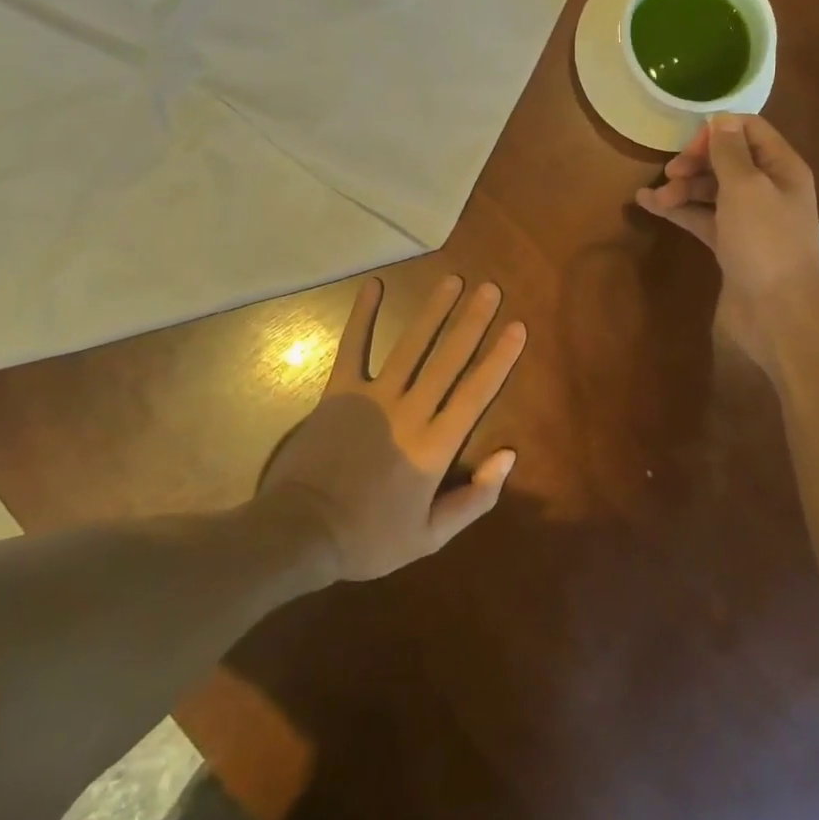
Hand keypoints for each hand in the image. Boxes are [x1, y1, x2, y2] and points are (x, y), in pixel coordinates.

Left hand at [258, 275, 524, 580]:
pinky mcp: (340, 391)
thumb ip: (474, 499)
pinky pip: (354, 347)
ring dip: (433, 311)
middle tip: (490, 288)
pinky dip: (363, 315)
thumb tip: (509, 456)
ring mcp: (374, 397)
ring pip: (411, 346)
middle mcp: (410, 411)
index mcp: (435, 446)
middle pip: (448, 359)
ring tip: (453, 281)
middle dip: (472, 321)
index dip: (499, 358)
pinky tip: (374, 285)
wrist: (301, 533)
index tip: (517, 326)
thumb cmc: (369, 539)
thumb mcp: (430, 537)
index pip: (476, 393)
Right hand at [635, 113, 818, 371]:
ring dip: (682, 188)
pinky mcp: (732, 245)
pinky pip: (703, 217)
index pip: (750, 130)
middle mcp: (769, 189)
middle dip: (695, 162)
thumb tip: (721, 119)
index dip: (717, 132)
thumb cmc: (765, 243)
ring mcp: (750, 219)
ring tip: (653, 197)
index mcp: (782, 168)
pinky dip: (679, 210)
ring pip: (712, 190)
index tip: (689, 147)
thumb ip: (730, 151)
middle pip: (728, 159)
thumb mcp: (746, 188)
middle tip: (670, 173)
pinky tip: (649, 205)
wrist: (777, 315)